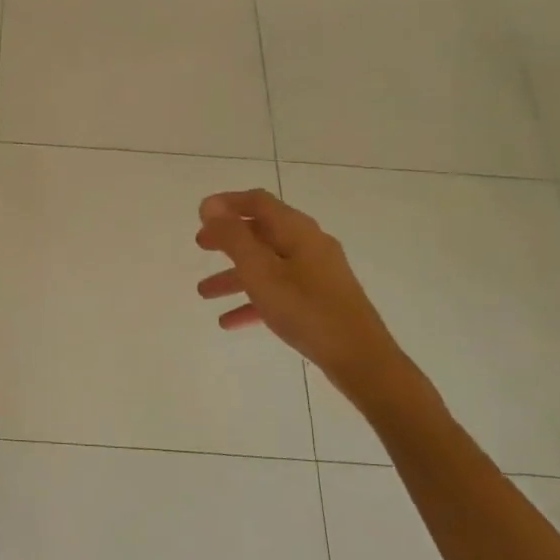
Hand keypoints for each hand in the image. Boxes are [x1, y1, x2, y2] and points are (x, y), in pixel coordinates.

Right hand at [196, 189, 406, 395]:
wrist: (360, 358)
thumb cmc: (305, 308)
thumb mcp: (259, 271)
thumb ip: (233, 237)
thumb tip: (210, 206)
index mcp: (296, 230)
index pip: (257, 202)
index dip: (226, 204)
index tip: (199, 215)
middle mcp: (308, 245)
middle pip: (261, 232)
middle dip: (227, 239)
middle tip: (201, 246)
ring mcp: (316, 273)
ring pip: (267, 265)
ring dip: (234, 275)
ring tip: (204, 292)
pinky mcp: (320, 299)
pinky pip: (279, 291)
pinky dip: (253, 300)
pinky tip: (230, 322)